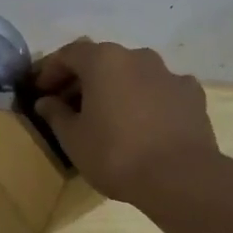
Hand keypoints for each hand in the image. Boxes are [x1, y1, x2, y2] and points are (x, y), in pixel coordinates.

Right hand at [32, 39, 221, 207]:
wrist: (181, 178)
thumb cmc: (115, 154)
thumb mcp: (73, 138)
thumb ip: (55, 114)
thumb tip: (45, 102)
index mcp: (104, 60)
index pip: (69, 54)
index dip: (50, 71)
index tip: (40, 91)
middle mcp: (137, 56)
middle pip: (102, 60)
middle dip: (83, 79)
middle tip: (69, 105)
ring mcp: (169, 73)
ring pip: (133, 73)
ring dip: (116, 87)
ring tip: (108, 115)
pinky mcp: (192, 95)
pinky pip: (160, 90)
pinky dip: (146, 99)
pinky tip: (143, 123)